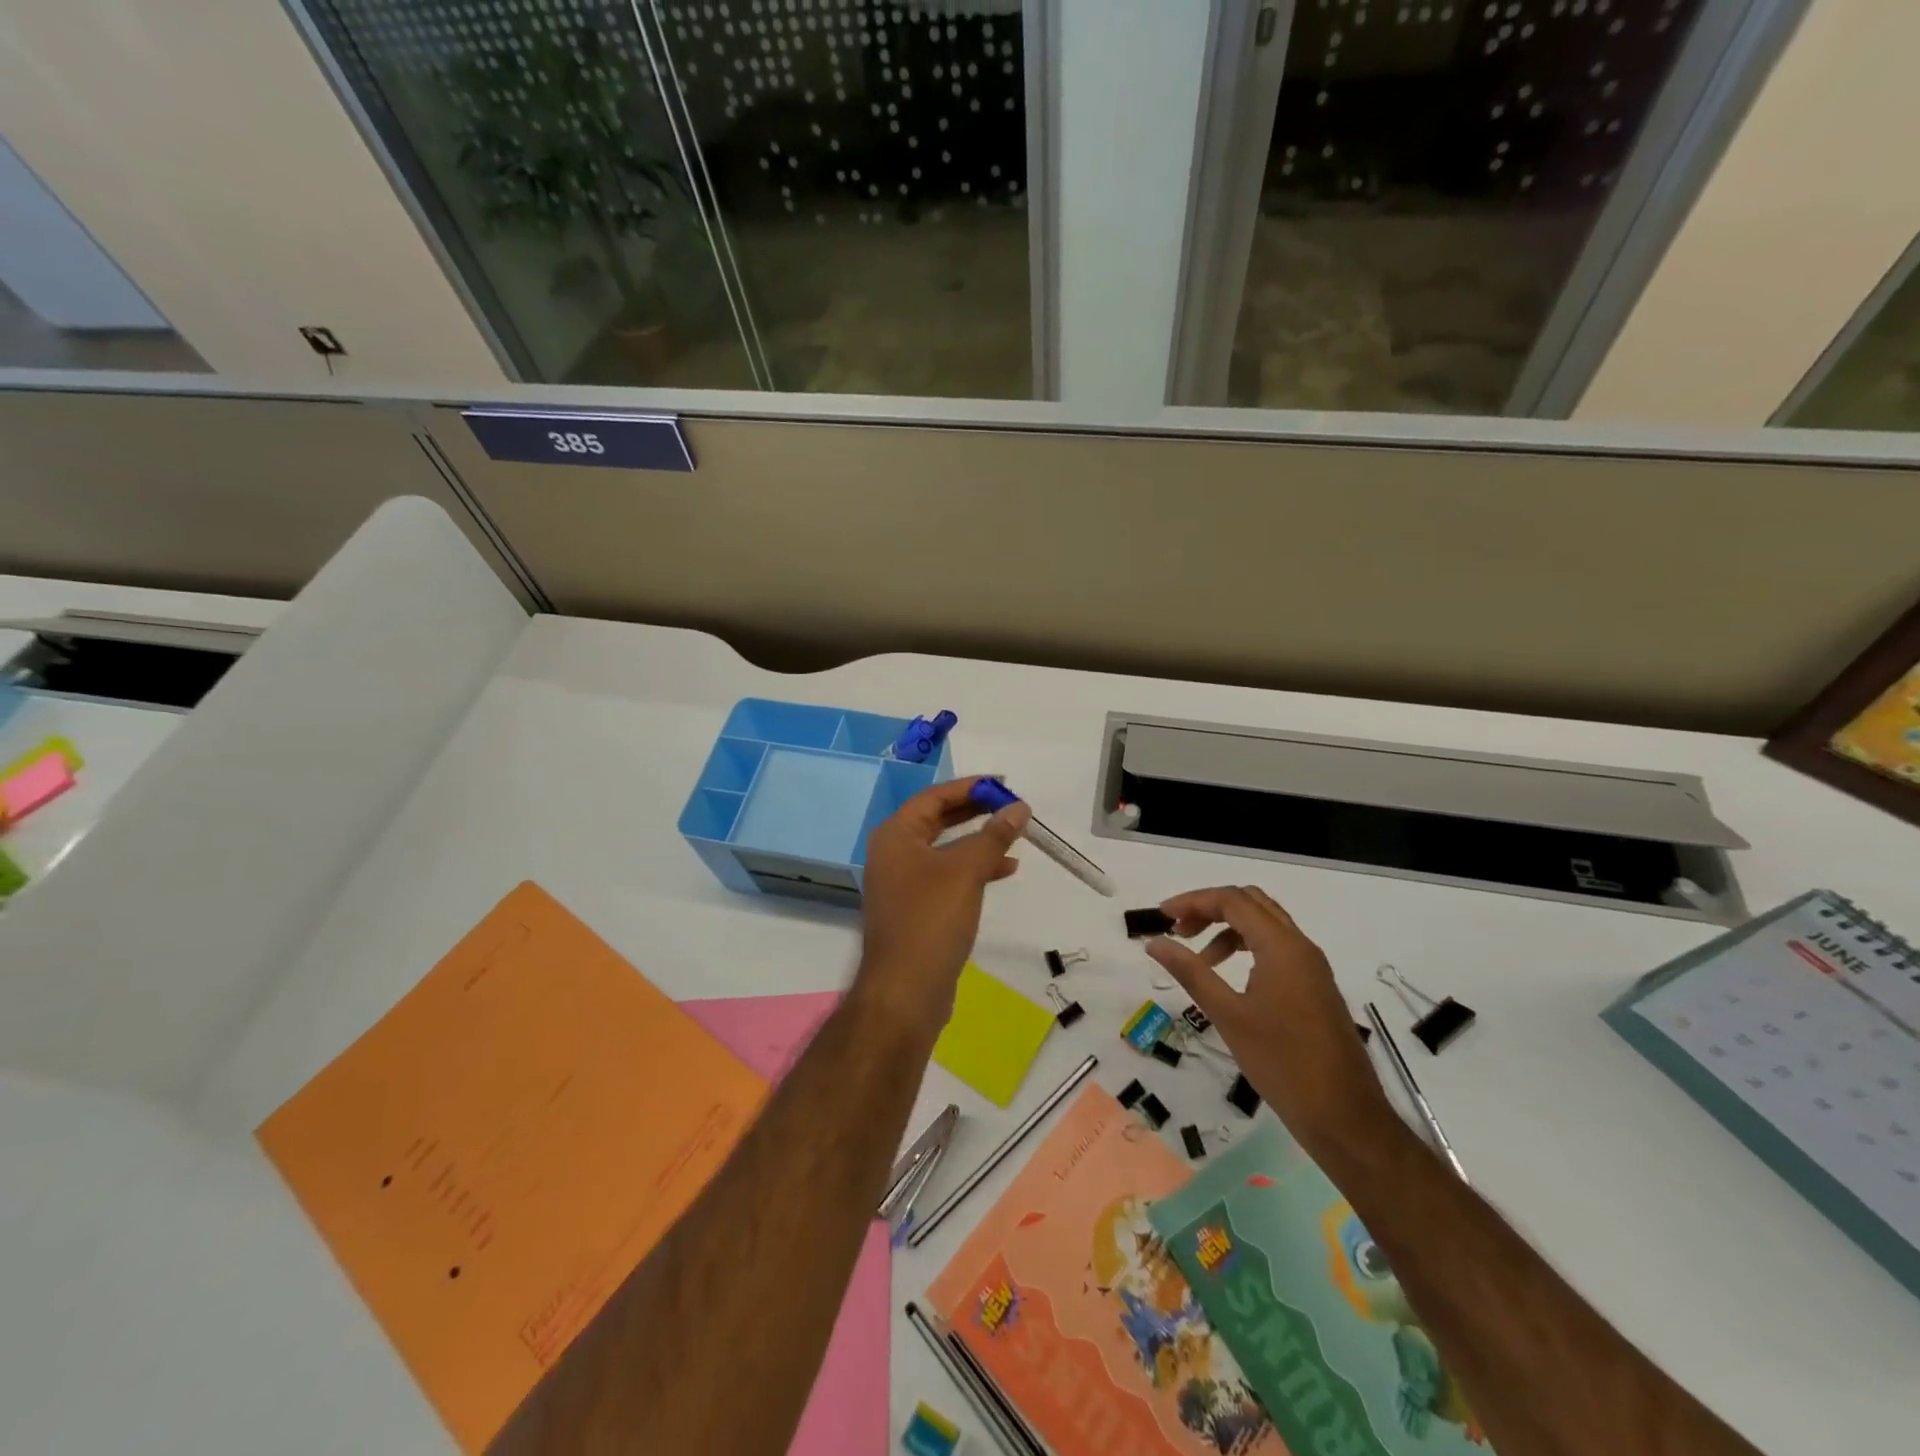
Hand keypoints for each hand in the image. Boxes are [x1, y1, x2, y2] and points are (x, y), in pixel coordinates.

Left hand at [855, 777, 1030, 1042]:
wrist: (905, 991)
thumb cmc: (931, 919)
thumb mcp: (966, 871)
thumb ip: (993, 835)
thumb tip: (1019, 808)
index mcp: (895, 836)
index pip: (934, 797)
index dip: (969, 787)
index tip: (1003, 784)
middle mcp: (894, 854)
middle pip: (938, 820)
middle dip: (976, 812)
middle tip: (1011, 806)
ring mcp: (903, 883)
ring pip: (946, 850)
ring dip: (979, 841)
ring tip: (1015, 837)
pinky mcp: (917, 909)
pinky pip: (948, 876)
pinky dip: (974, 869)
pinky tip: (1005, 870)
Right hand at [1145, 885, 1391, 1149]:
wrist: (1344, 1116)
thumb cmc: (1281, 1063)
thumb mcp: (1228, 1015)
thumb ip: (1190, 972)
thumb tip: (1154, 943)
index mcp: (1281, 946)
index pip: (1232, 901)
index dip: (1193, 901)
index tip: (1162, 917)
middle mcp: (1300, 946)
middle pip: (1251, 903)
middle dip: (1210, 908)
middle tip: (1179, 930)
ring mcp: (1312, 966)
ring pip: (1265, 924)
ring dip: (1228, 928)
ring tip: (1199, 958)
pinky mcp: (1315, 986)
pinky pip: (1277, 947)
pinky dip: (1247, 947)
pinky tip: (1229, 976)